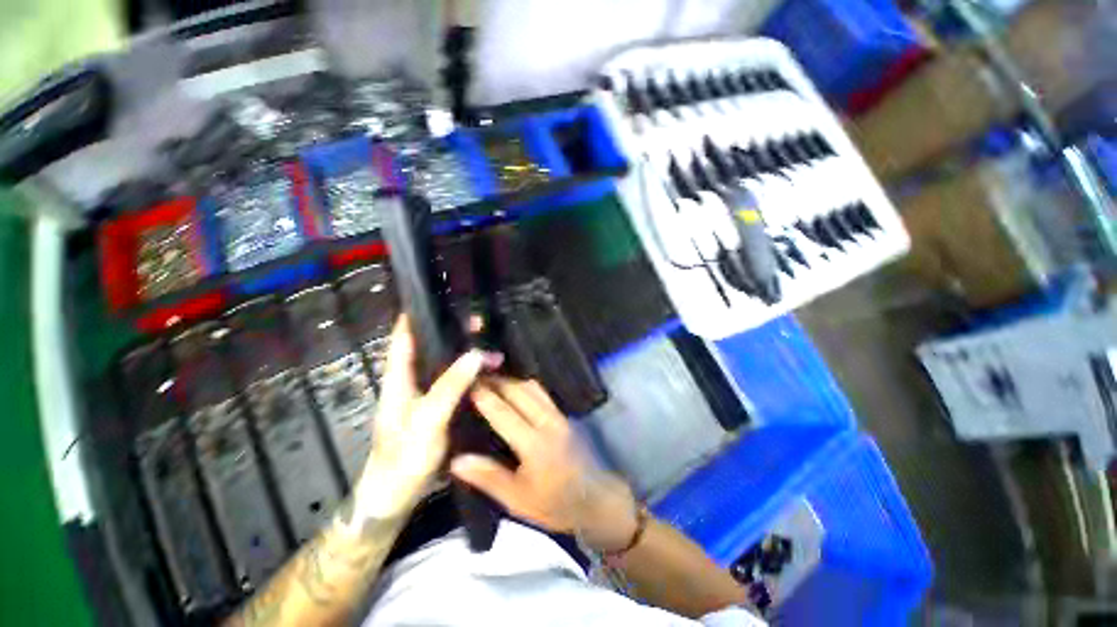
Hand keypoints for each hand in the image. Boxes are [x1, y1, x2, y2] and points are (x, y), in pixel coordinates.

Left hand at [353, 316, 500, 516]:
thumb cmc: (404, 457)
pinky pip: (453, 384)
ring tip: (491, 349)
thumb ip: (450, 386)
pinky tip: (486, 374)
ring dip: (465, 355)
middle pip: (429, 349)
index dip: (414, 317)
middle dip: (452, 334)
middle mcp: (410, 383)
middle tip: (478, 323)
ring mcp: (424, 397)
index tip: (434, 300)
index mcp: (399, 379)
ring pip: (445, 366)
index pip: (403, 339)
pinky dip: (469, 374)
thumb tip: (475, 354)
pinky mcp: (436, 410)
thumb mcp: (428, 419)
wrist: (395, 497)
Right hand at [450, 377, 639, 550]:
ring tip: (493, 379)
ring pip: (533, 388)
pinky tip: (516, 388)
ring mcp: (558, 416)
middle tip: (477, 376)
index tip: (468, 383)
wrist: (595, 500)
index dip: (485, 397)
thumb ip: (488, 477)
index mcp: (534, 444)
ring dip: (512, 380)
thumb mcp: (517, 500)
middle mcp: (547, 422)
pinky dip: (526, 385)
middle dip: (498, 381)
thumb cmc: (554, 504)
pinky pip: (542, 393)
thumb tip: (457, 460)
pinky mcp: (564, 415)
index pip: (504, 413)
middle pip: (520, 392)